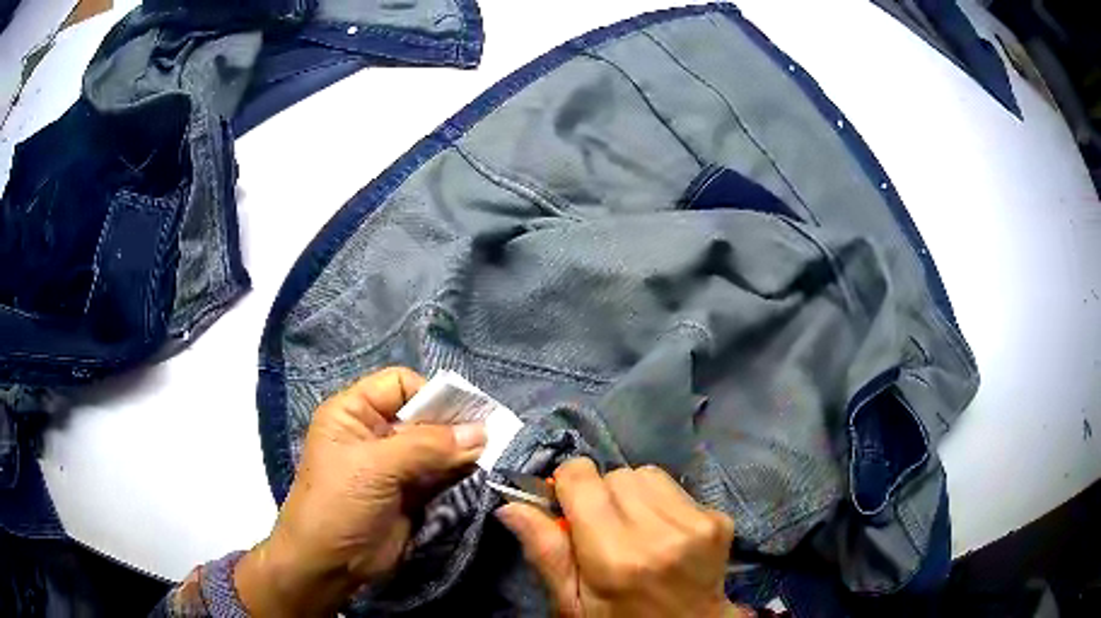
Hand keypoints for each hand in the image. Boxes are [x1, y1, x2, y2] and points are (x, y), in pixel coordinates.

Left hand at [234, 367, 486, 616]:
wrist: (330, 564)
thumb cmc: (340, 504)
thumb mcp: (376, 467)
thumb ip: (428, 446)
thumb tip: (480, 432)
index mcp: (354, 413)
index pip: (399, 384)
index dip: (430, 394)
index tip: (464, 414)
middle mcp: (376, 433)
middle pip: (423, 415)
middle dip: (454, 424)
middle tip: (489, 436)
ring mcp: (395, 465)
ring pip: (437, 446)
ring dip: (462, 451)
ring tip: (491, 455)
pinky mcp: (412, 493)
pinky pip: (442, 474)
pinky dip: (461, 473)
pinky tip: (480, 473)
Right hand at [497, 458, 750, 617]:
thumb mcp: (572, 603)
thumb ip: (545, 552)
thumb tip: (511, 504)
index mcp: (616, 556)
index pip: (582, 477)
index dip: (568, 485)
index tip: (568, 507)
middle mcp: (660, 532)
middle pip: (615, 474)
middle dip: (601, 494)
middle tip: (603, 529)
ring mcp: (697, 523)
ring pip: (646, 475)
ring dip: (632, 495)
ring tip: (634, 529)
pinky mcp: (720, 518)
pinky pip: (675, 487)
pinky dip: (660, 502)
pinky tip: (662, 532)